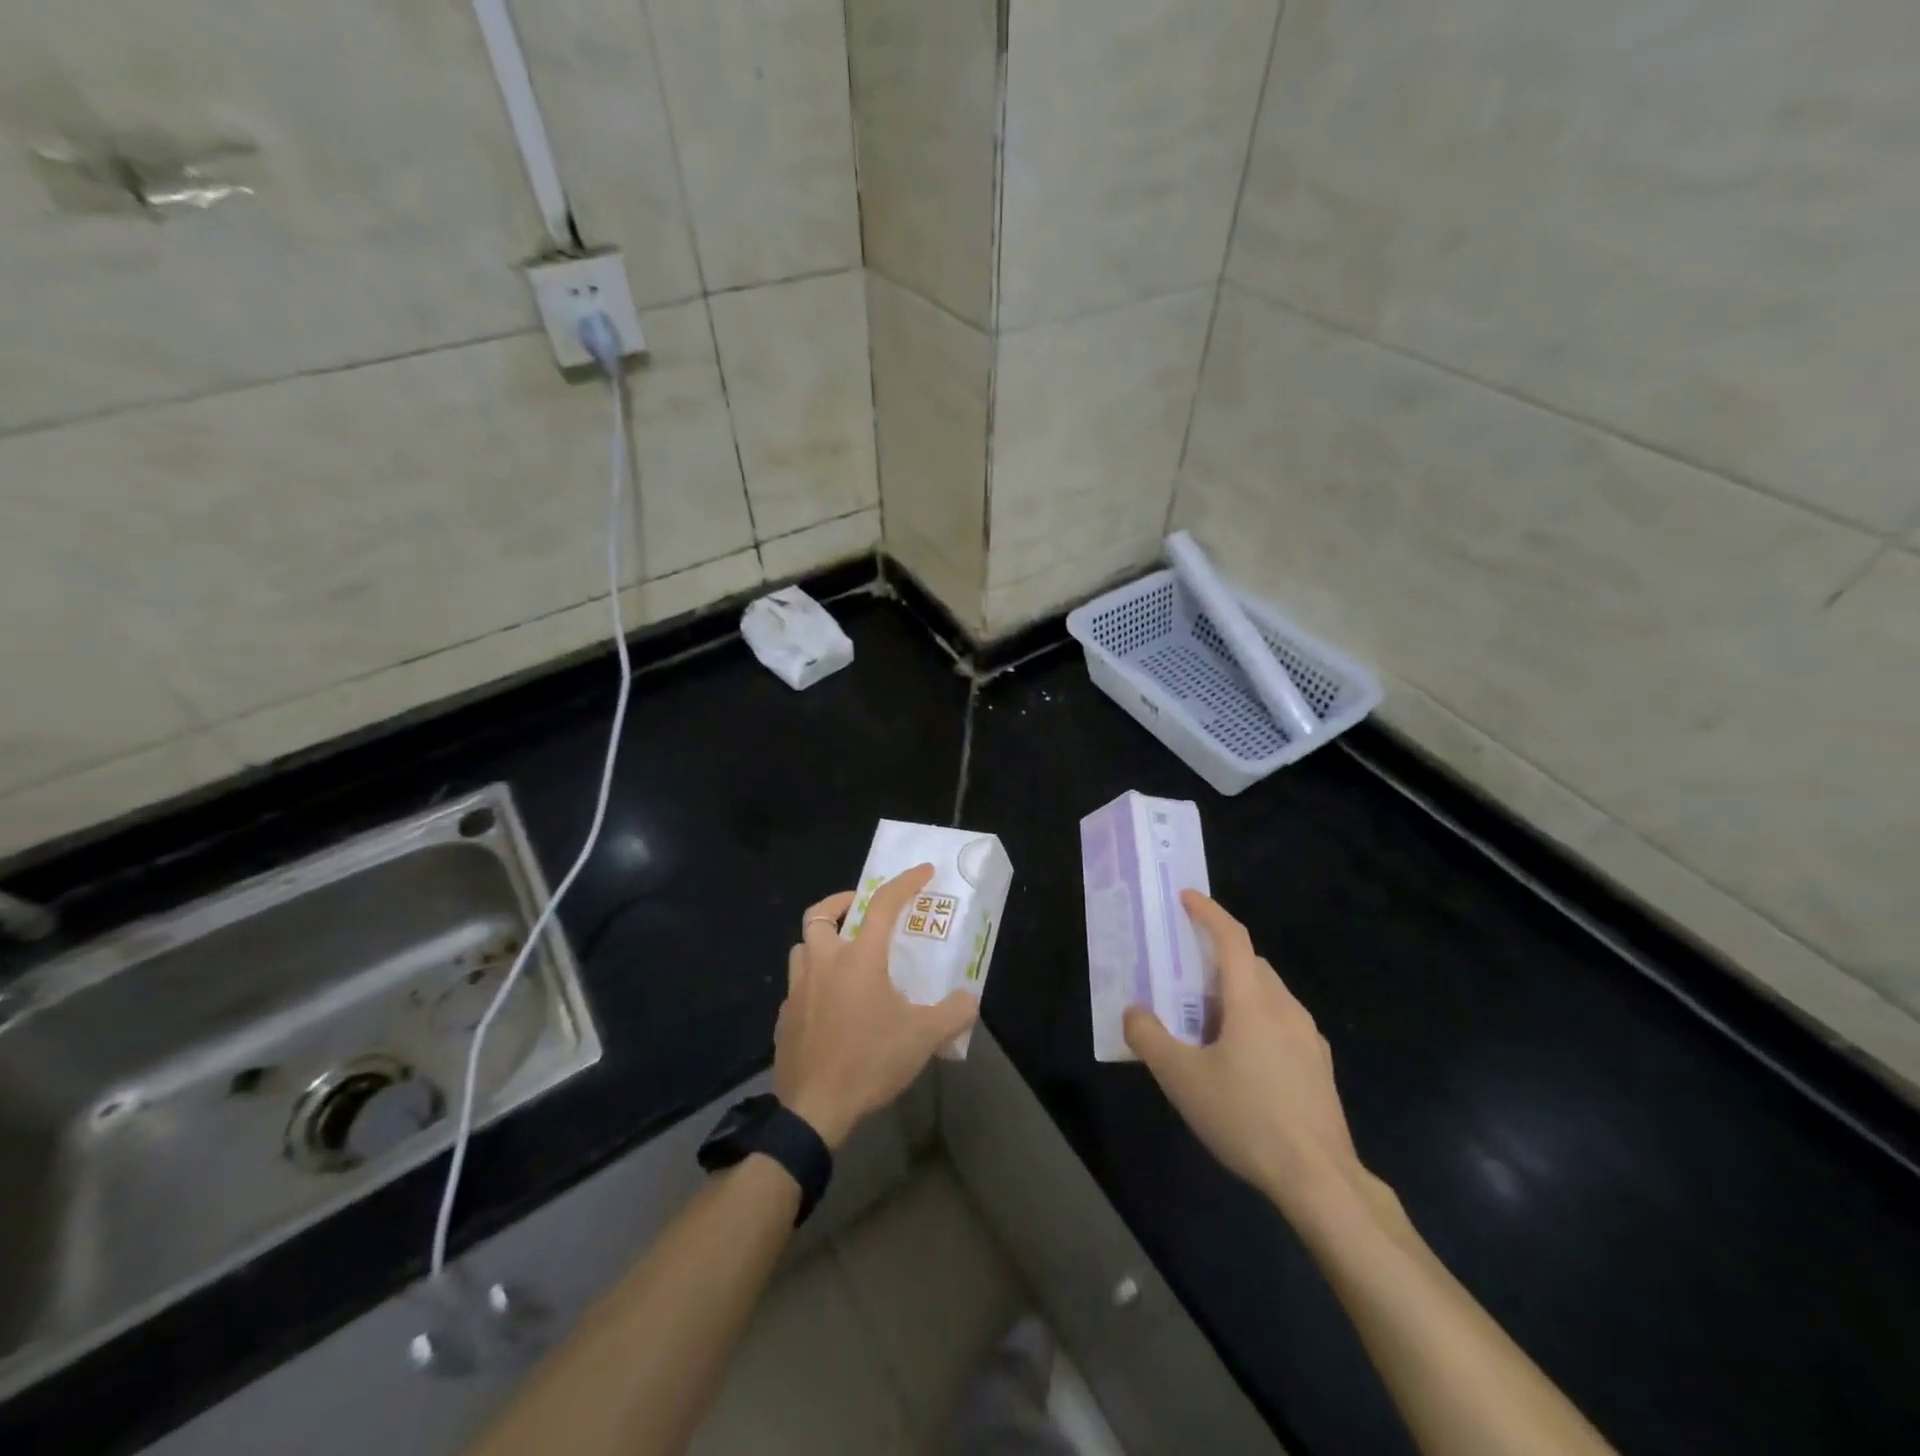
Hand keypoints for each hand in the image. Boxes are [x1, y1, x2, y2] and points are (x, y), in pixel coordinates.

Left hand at [774, 865, 979, 1149]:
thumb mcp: (923, 1038)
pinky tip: (829, 1005)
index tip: (923, 871)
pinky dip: (813, 981)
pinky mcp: (784, 1017)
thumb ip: (953, 1012)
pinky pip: (796, 985)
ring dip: (822, 941)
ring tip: (844, 956)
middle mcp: (823, 963)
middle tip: (860, 910)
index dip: (904, 882)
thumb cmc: (870, 1062)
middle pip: (820, 915)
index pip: (882, 904)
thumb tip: (969, 998)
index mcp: (858, 959)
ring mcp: (797, 990)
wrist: (814, 1110)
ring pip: (802, 947)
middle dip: (841, 903)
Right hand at [1124, 891, 1360, 1215]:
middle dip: (1219, 957)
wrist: (1320, 1179)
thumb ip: (1150, 1038)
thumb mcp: (1182, 1079)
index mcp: (1252, 1001)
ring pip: (1269, 993)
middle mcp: (1285, 1007)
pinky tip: (1243, 1059)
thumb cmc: (1246, 1118)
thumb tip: (1134, 1012)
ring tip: (1209, 1021)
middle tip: (1186, 974)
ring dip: (1238, 991)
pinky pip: (1283, 1022)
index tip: (1187, 897)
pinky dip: (1258, 1019)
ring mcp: (1308, 1037)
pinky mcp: (1319, 1066)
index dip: (1208, 913)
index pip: (1232, 939)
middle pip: (1251, 964)